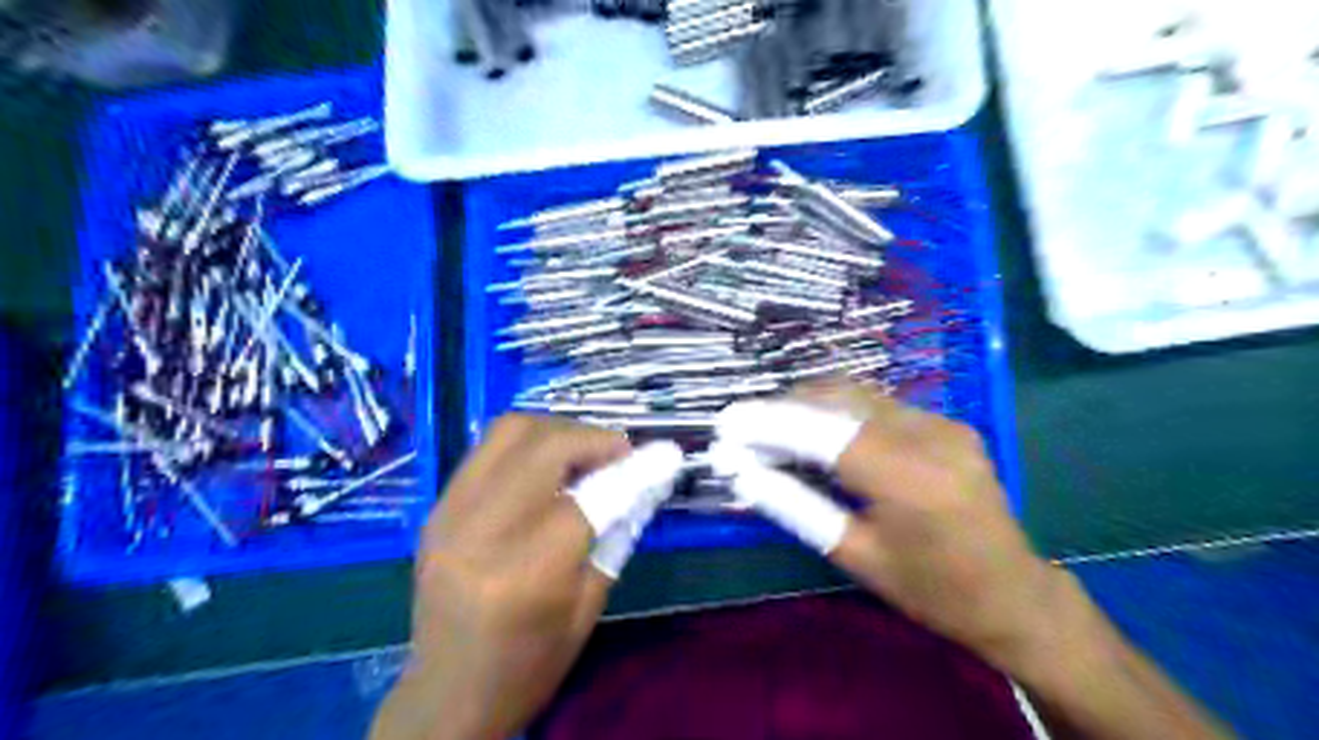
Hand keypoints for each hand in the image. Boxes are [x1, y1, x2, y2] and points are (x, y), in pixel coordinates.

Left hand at [370, 417, 632, 739]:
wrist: (448, 694)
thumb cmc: (529, 664)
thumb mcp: (589, 605)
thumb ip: (617, 533)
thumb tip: (648, 478)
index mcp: (525, 573)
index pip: (590, 498)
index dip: (634, 470)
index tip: (667, 454)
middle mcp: (481, 532)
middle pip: (545, 447)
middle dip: (594, 438)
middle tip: (621, 453)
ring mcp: (449, 514)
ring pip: (510, 432)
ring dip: (558, 431)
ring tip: (584, 453)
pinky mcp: (435, 509)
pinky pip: (488, 450)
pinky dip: (527, 445)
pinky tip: (547, 466)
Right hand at [716, 385, 1232, 737]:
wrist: (1012, 593)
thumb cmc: (930, 589)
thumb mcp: (855, 556)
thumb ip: (795, 507)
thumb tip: (742, 475)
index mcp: (908, 479)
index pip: (821, 432)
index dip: (767, 422)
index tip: (725, 422)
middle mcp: (928, 435)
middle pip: (838, 399)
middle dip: (783, 407)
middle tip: (744, 429)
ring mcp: (943, 422)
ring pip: (857, 394)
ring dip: (808, 405)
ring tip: (772, 429)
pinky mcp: (948, 421)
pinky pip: (879, 405)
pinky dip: (838, 412)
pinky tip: (818, 433)